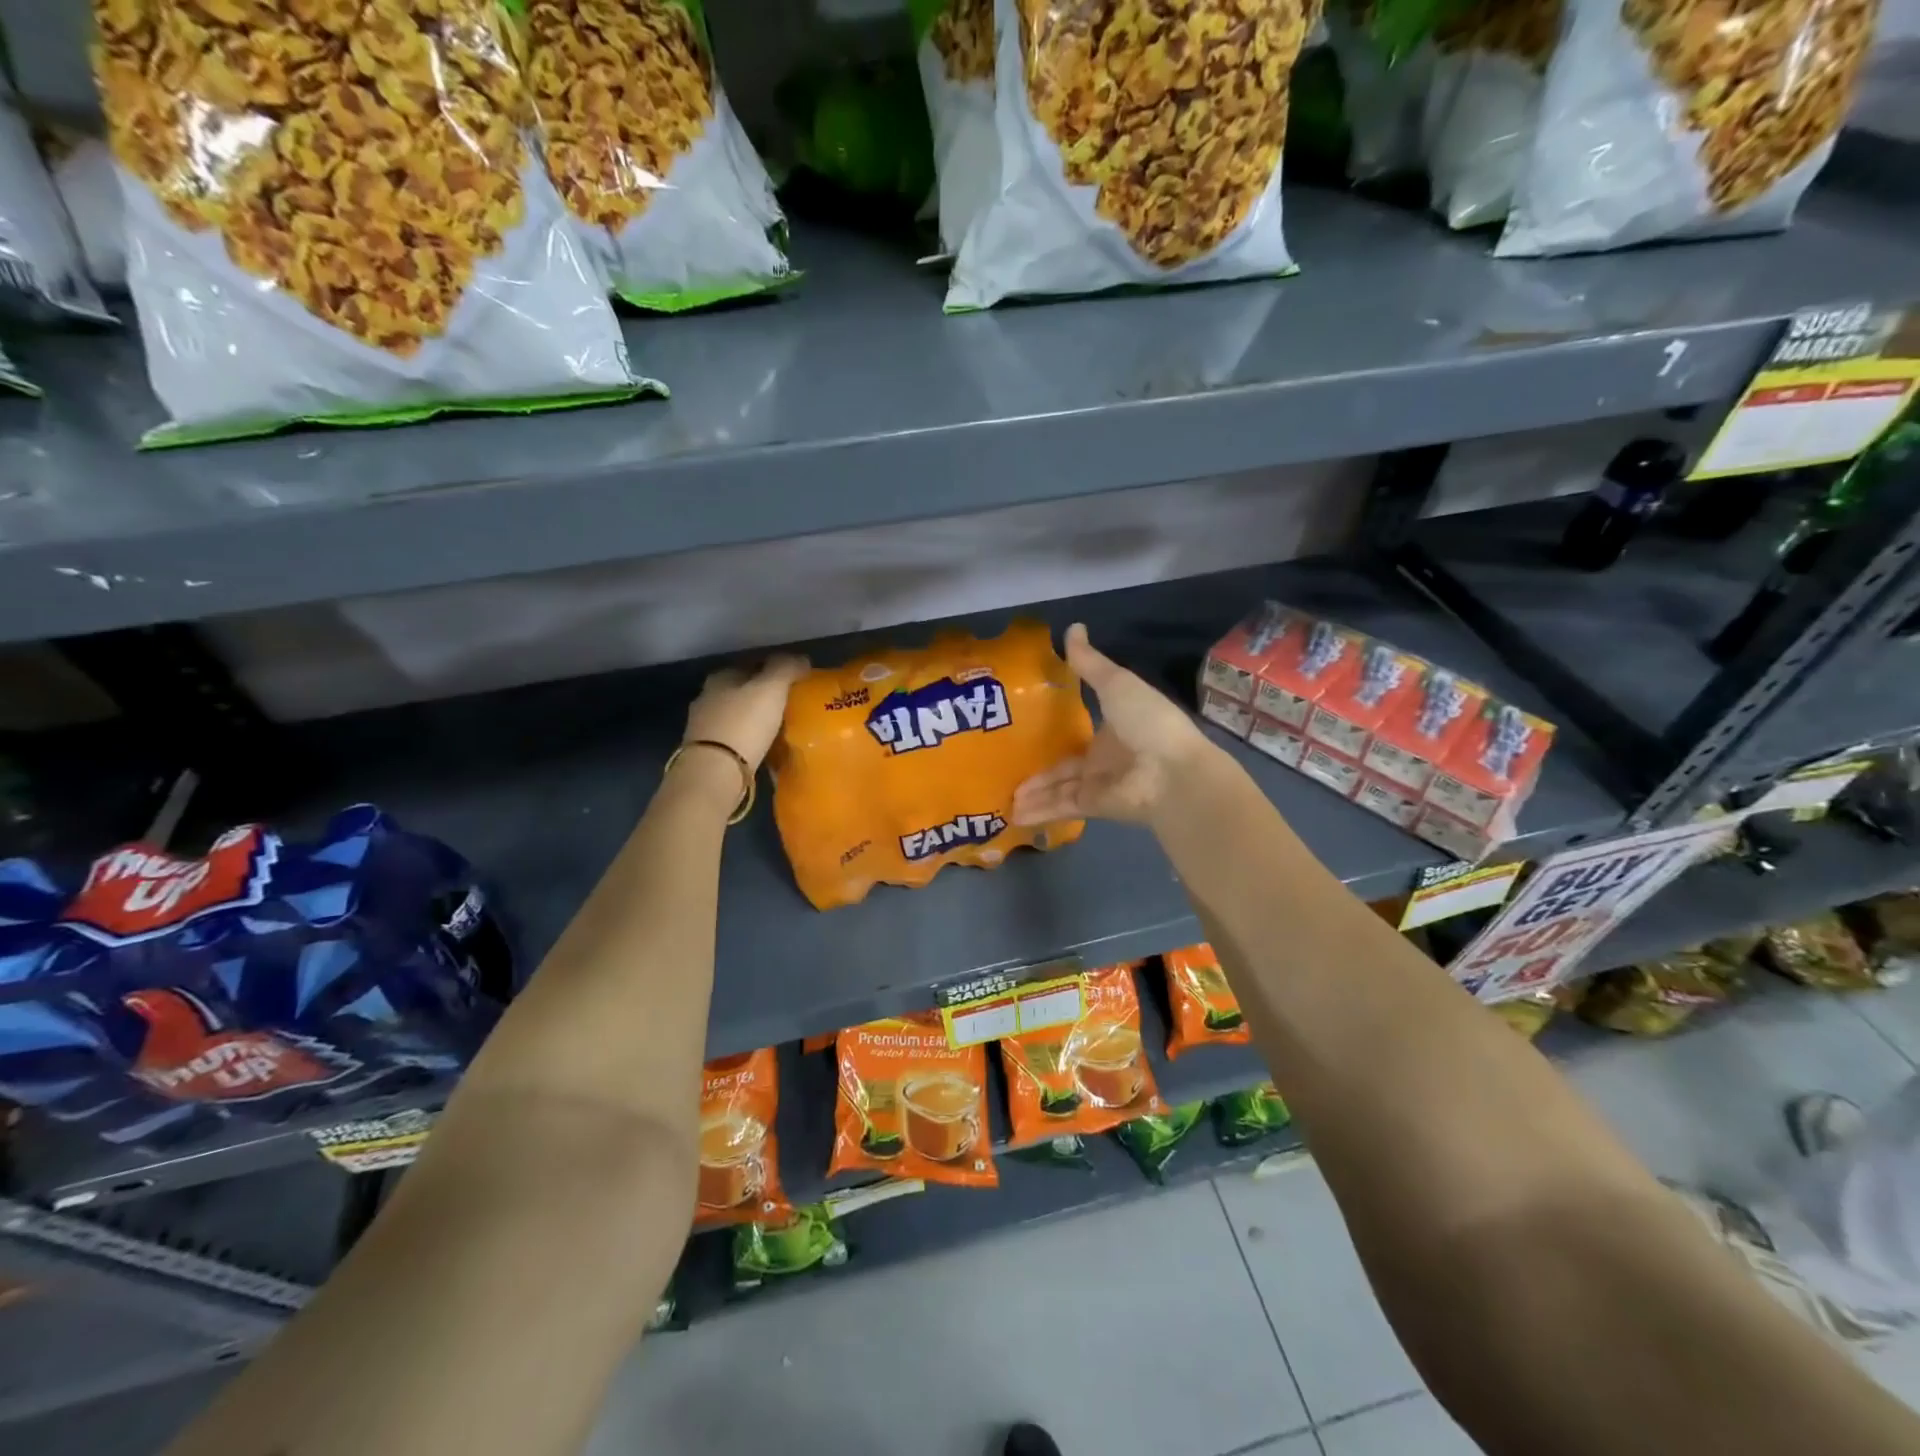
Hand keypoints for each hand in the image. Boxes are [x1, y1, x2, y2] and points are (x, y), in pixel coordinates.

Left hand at [683, 654, 810, 772]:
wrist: (714, 773)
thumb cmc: (744, 724)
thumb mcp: (771, 688)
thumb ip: (786, 669)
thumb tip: (801, 659)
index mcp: (721, 677)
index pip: (750, 664)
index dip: (773, 669)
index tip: (794, 680)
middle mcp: (707, 697)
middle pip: (741, 690)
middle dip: (762, 695)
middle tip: (789, 704)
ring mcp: (703, 727)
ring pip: (736, 715)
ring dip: (754, 719)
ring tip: (779, 727)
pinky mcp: (706, 753)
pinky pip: (733, 739)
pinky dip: (748, 739)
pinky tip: (763, 746)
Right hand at [1012, 624, 1214, 825]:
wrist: (1173, 772)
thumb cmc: (1148, 720)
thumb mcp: (1116, 684)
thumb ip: (1089, 663)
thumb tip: (1072, 627)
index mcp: (1114, 726)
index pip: (1079, 730)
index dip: (1055, 730)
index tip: (1025, 727)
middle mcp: (1105, 757)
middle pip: (1064, 765)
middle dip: (1038, 770)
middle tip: (1003, 768)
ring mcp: (1099, 784)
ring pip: (1058, 788)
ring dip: (1033, 794)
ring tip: (1002, 798)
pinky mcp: (1093, 806)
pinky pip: (1061, 806)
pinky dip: (1039, 811)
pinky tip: (1013, 814)